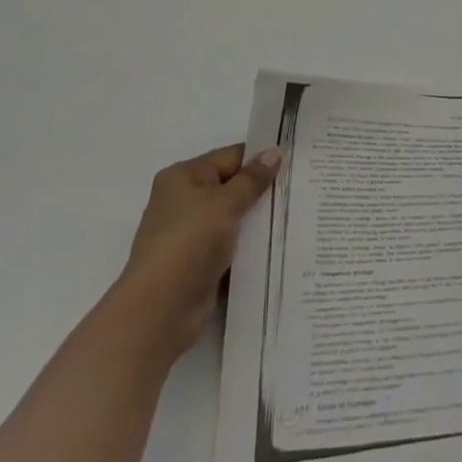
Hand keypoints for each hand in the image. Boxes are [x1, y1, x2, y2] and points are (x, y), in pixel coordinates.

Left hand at [119, 143, 280, 359]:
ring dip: (257, 220)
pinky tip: (278, 245)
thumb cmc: (190, 242)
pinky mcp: (198, 264)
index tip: (295, 162)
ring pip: (233, 218)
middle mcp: (184, 201)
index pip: (230, 157)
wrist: (160, 310)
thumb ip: (252, 179)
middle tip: (301, 187)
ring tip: (297, 214)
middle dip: (262, 190)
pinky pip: (230, 246)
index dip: (261, 158)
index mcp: (183, 176)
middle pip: (231, 187)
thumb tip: (274, 152)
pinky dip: (249, 246)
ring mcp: (190, 234)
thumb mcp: (225, 203)